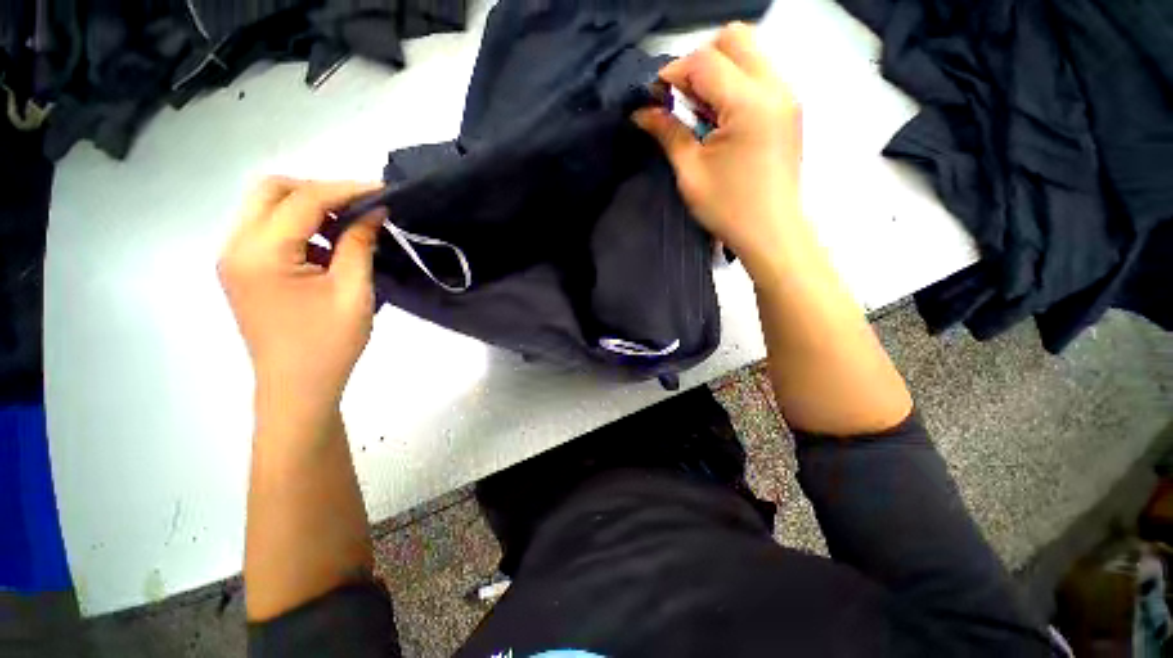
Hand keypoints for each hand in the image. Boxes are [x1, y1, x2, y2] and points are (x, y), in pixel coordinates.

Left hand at [219, 178, 383, 423]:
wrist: (297, 388)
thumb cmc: (329, 344)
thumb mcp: (354, 291)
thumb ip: (360, 244)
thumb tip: (375, 211)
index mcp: (261, 253)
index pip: (303, 199)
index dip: (347, 189)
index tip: (383, 190)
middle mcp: (236, 246)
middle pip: (272, 190)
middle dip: (320, 190)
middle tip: (360, 206)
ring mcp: (235, 258)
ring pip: (268, 207)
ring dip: (310, 208)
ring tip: (351, 227)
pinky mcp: (243, 270)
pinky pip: (269, 230)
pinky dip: (301, 227)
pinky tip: (330, 247)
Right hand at [635, 23, 801, 272]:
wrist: (771, 232)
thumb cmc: (728, 207)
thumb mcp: (690, 172)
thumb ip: (668, 132)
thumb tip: (642, 113)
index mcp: (749, 103)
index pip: (706, 61)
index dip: (673, 73)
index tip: (655, 98)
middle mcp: (775, 87)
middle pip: (734, 39)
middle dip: (699, 61)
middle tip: (681, 99)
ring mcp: (787, 96)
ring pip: (749, 53)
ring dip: (717, 72)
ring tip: (699, 112)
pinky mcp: (789, 109)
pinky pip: (759, 75)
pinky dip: (734, 85)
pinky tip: (720, 118)